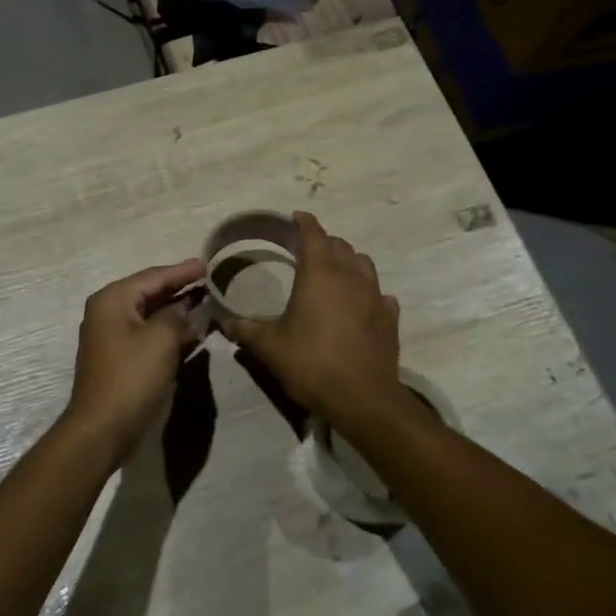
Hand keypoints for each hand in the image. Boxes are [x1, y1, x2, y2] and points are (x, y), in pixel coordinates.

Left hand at [62, 259, 206, 456]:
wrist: (103, 428)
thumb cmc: (132, 376)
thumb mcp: (162, 339)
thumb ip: (178, 317)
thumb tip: (188, 310)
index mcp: (113, 299)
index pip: (154, 276)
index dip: (182, 271)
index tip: (208, 265)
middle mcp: (108, 312)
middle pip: (150, 292)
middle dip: (180, 288)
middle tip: (210, 281)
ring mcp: (112, 336)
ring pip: (150, 315)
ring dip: (177, 310)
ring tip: (206, 303)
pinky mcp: (119, 358)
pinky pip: (148, 334)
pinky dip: (169, 330)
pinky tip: (192, 331)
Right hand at [217, 211, 401, 424]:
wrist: (362, 398)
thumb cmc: (311, 363)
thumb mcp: (269, 347)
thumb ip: (246, 330)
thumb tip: (225, 322)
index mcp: (320, 274)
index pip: (313, 234)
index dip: (304, 222)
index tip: (296, 217)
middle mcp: (351, 276)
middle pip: (340, 245)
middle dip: (324, 242)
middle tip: (308, 250)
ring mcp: (375, 295)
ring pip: (364, 264)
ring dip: (348, 262)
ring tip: (334, 273)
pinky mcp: (390, 317)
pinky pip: (380, 294)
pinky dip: (368, 292)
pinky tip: (360, 305)